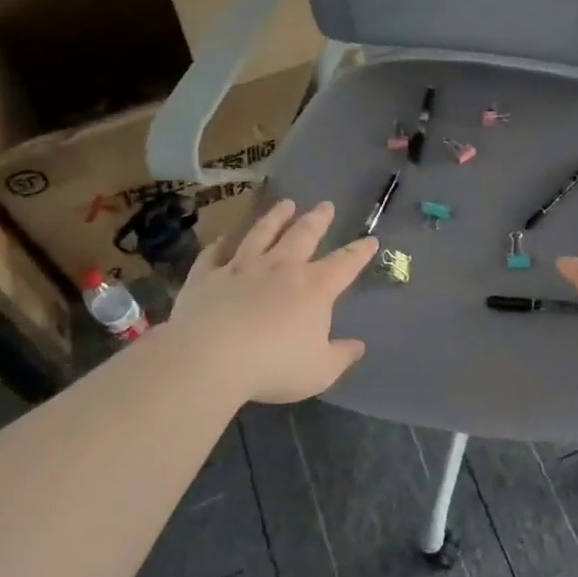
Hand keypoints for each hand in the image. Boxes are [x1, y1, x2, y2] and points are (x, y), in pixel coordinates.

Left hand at [163, 199, 376, 405]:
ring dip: (275, 217)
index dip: (360, 251)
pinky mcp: (207, 276)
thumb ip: (341, 356)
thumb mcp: (320, 371)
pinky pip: (215, 254)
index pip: (345, 263)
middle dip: (318, 219)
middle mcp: (281, 267)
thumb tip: (358, 346)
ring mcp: (241, 267)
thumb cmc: (273, 366)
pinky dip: (220, 244)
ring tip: (285, 204)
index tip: (370, 239)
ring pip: (262, 233)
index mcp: (315, 288)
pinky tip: (223, 238)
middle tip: (326, 205)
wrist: (209, 358)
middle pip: (304, 235)